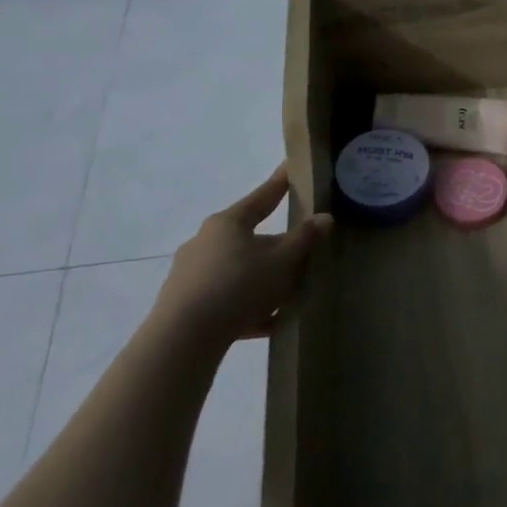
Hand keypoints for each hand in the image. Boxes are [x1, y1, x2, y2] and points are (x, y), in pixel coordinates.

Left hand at [148, 166, 330, 349]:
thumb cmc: (238, 286)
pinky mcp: (187, 303)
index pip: (261, 198)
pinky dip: (249, 306)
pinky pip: (227, 298)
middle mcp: (205, 242)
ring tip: (289, 296)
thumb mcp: (283, 261)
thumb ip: (305, 239)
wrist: (183, 338)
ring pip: (239, 270)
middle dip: (276, 246)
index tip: (289, 168)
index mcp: (227, 224)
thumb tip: (324, 218)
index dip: (279, 184)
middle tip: (301, 253)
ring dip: (264, 280)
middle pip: (250, 238)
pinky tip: (270, 322)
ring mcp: (192, 273)